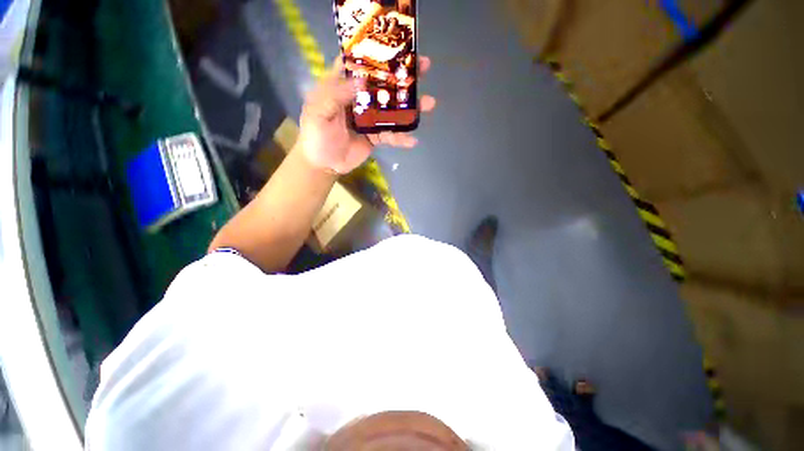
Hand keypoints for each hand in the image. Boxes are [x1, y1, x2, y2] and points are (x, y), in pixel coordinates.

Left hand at [297, 56, 435, 173]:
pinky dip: (401, 138)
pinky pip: (391, 135)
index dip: (376, 54)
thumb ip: (336, 95)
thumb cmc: (316, 135)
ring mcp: (369, 118)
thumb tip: (362, 81)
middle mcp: (359, 98)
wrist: (325, 164)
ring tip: (429, 103)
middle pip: (382, 83)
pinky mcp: (375, 135)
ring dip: (410, 107)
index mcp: (342, 86)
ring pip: (391, 109)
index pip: (360, 63)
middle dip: (402, 76)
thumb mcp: (319, 112)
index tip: (396, 48)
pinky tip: (412, 140)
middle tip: (423, 68)